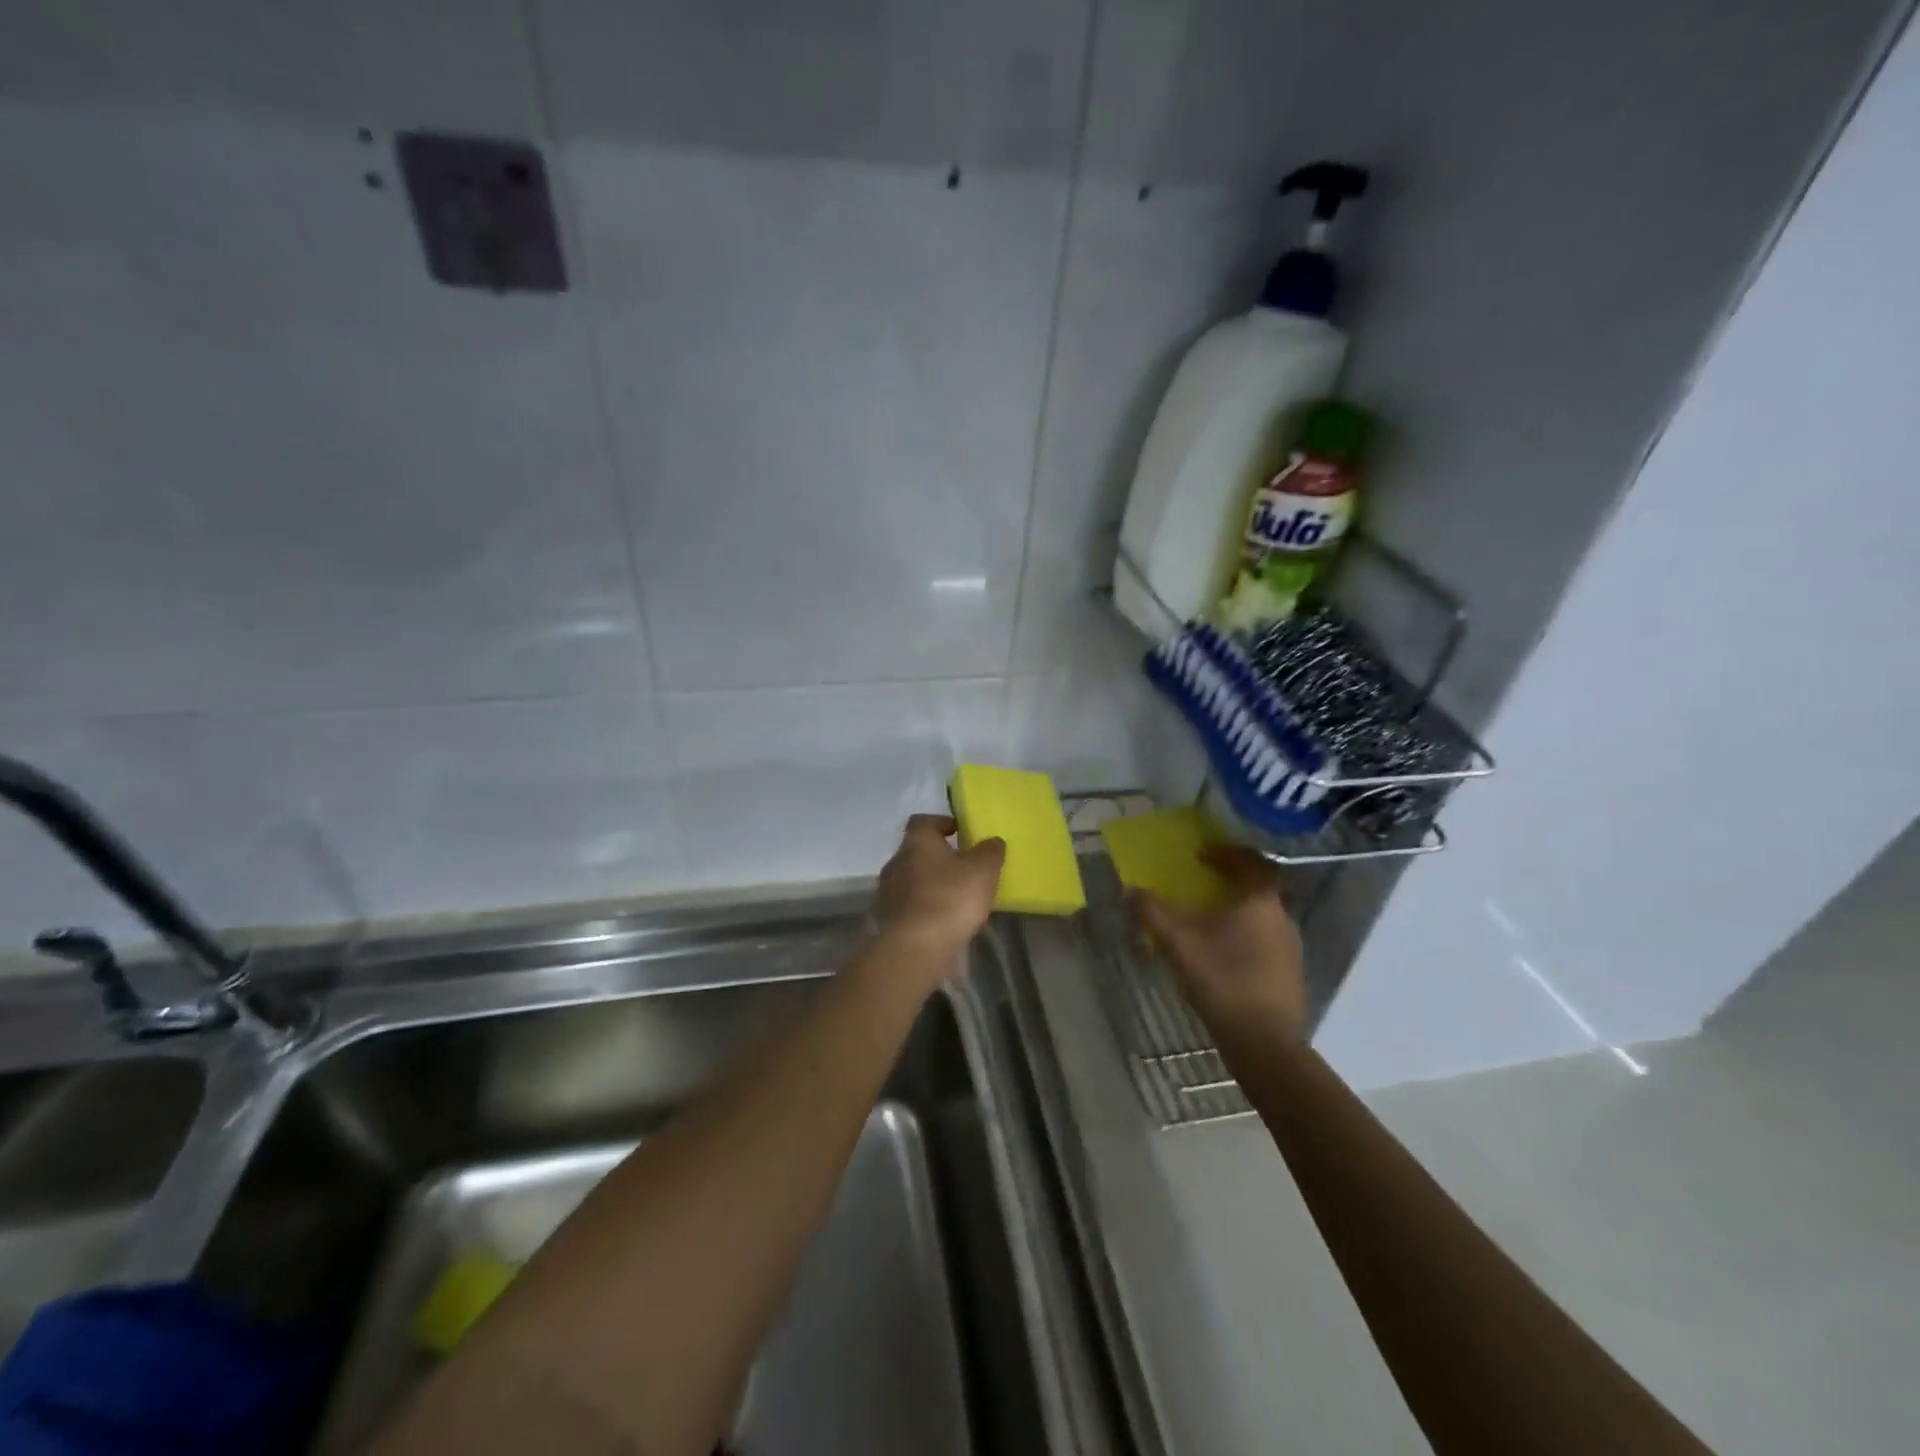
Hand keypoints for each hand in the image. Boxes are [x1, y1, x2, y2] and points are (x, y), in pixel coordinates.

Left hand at [874, 814, 1005, 963]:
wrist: (916, 948)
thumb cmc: (950, 898)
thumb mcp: (983, 870)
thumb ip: (990, 851)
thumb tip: (992, 841)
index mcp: (916, 842)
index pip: (924, 821)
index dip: (943, 823)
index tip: (962, 833)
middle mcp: (896, 861)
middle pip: (918, 852)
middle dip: (940, 858)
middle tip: (965, 868)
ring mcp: (888, 892)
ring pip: (914, 880)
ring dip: (933, 885)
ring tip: (959, 899)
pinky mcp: (888, 920)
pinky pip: (911, 906)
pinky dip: (926, 909)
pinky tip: (945, 922)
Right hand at [1134, 845, 1307, 1040]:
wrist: (1264, 1042)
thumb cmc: (1222, 978)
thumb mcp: (1177, 941)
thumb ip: (1152, 911)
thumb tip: (1131, 890)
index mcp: (1260, 901)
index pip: (1252, 861)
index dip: (1227, 853)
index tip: (1201, 854)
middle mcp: (1282, 917)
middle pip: (1258, 888)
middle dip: (1230, 881)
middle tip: (1203, 882)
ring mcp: (1290, 948)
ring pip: (1262, 916)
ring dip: (1237, 910)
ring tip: (1208, 919)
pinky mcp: (1289, 975)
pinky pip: (1265, 941)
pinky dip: (1244, 935)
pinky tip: (1222, 954)